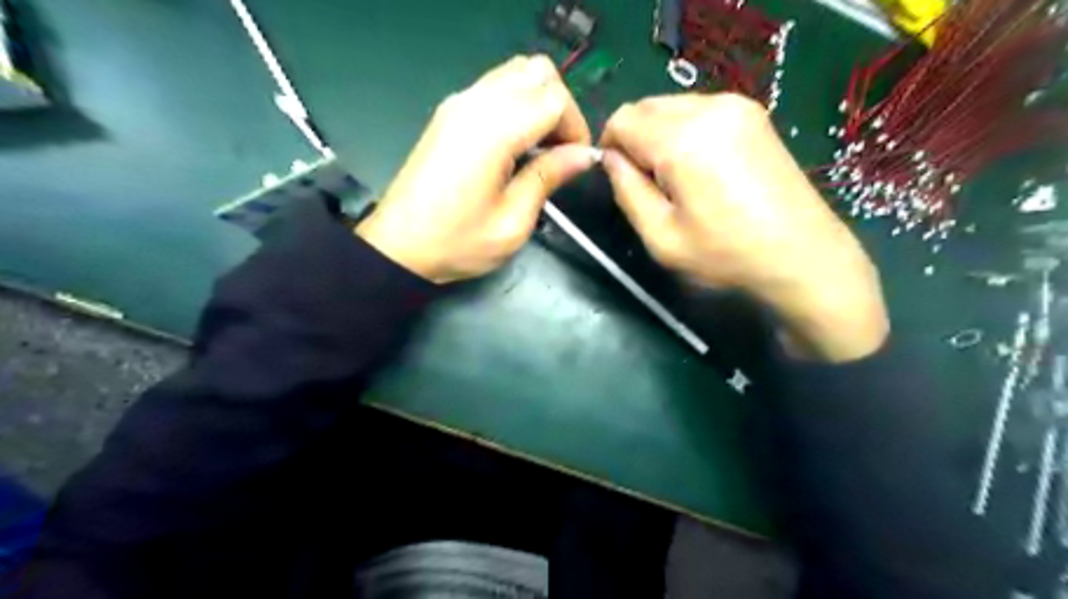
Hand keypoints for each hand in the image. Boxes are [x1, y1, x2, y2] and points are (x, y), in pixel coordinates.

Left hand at [358, 54, 598, 283]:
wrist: (399, 247)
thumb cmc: (458, 242)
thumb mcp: (513, 222)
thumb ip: (549, 177)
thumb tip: (584, 154)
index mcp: (493, 131)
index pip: (553, 98)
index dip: (575, 127)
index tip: (575, 161)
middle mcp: (475, 103)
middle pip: (537, 71)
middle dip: (560, 107)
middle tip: (560, 150)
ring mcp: (458, 103)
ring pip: (516, 71)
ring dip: (539, 101)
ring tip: (540, 146)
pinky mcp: (449, 111)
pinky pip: (495, 86)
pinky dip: (517, 102)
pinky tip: (516, 142)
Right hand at [605, 97, 888, 362]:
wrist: (802, 255)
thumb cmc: (726, 254)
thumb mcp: (661, 236)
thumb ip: (627, 191)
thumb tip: (610, 158)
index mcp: (683, 140)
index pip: (623, 119)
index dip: (609, 146)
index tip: (619, 178)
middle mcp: (709, 108)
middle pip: (646, 106)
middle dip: (634, 138)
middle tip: (647, 182)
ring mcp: (736, 105)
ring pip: (672, 106)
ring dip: (659, 134)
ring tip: (676, 177)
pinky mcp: (754, 114)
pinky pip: (699, 110)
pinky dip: (684, 131)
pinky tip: (700, 166)